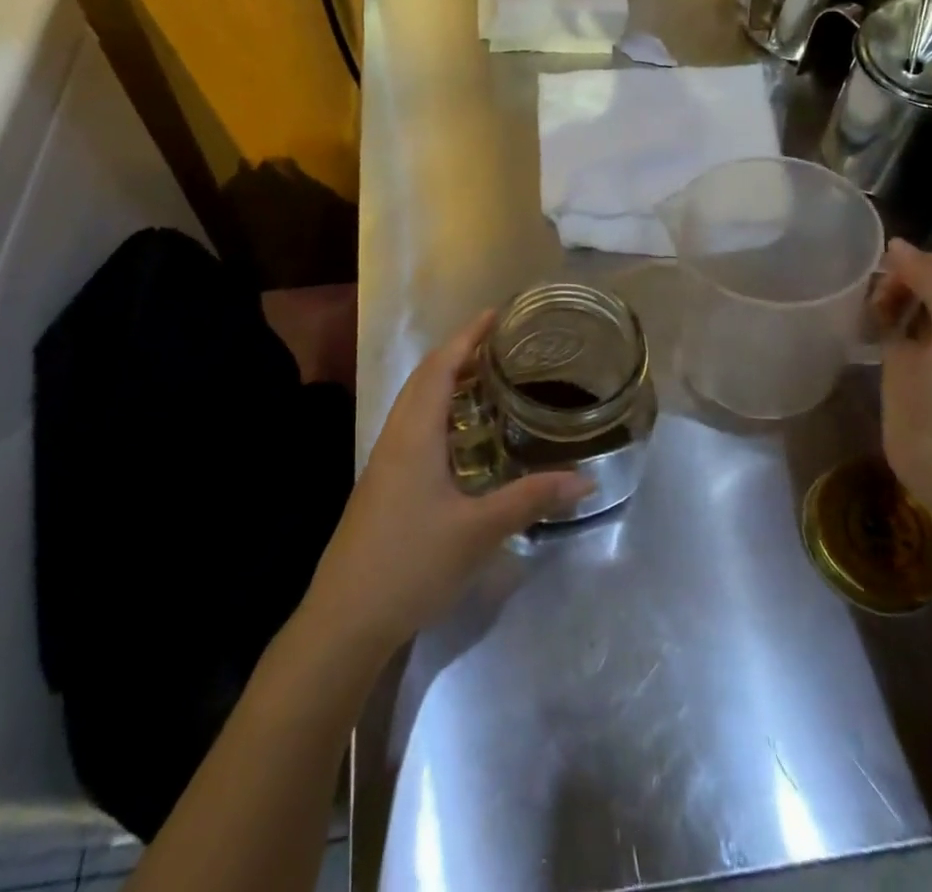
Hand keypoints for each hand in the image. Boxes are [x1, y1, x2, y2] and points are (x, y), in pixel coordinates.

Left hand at [303, 312, 588, 655]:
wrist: (345, 618)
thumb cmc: (411, 563)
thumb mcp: (479, 531)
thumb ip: (531, 499)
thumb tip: (586, 480)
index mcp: (415, 433)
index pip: (441, 366)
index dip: (468, 336)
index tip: (495, 314)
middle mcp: (396, 436)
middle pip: (425, 378)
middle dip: (459, 352)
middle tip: (500, 344)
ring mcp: (385, 461)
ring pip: (416, 403)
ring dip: (447, 382)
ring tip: (486, 380)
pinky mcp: (382, 484)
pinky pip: (413, 428)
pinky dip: (439, 412)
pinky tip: (461, 438)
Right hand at [872, 239, 931, 524]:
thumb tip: (897, 245)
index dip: (924, 260)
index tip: (889, 269)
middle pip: (931, 279)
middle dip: (902, 277)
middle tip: (877, 293)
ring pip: (908, 301)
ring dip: (887, 295)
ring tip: (870, 308)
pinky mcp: (908, 366)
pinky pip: (891, 327)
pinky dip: (877, 317)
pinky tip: (864, 321)